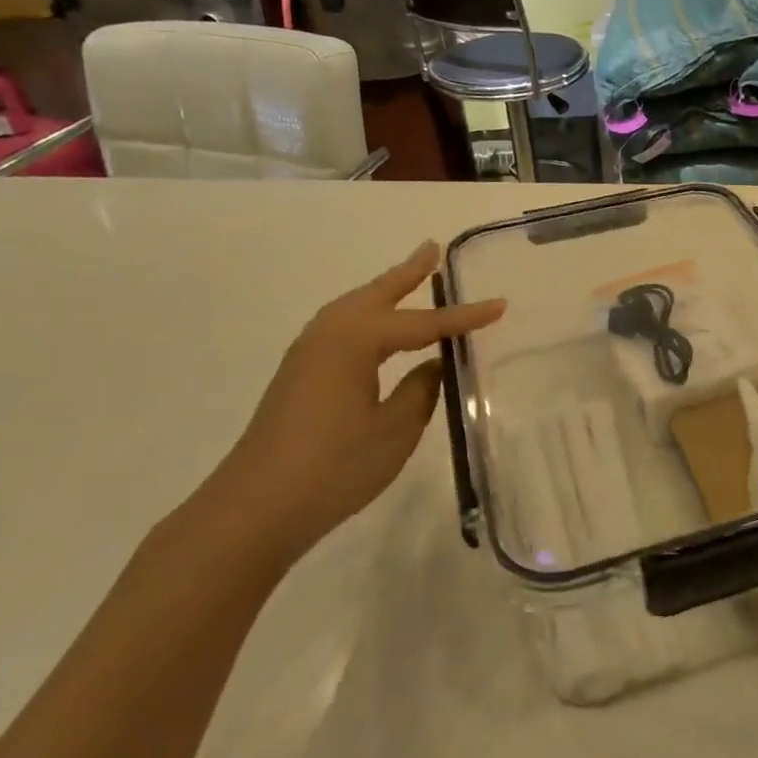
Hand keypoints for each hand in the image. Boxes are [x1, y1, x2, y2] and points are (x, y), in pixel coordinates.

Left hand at [192, 242, 504, 566]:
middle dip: (408, 273)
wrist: (256, 508)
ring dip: (385, 292)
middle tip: (433, 248)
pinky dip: (368, 317)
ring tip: (411, 277)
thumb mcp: (395, 429)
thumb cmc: (334, 467)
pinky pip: (343, 329)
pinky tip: (378, 331)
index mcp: (356, 340)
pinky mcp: (299, 374)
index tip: (500, 305)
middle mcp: (328, 334)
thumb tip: (433, 366)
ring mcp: (308, 353)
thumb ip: (421, 390)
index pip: (423, 323)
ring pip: (355, 308)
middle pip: (378, 295)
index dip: (464, 317)